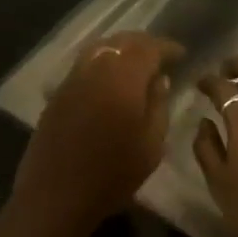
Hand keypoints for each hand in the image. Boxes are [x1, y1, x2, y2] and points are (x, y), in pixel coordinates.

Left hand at [10, 31, 183, 227]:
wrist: (56, 194)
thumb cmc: (112, 174)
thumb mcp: (151, 145)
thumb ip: (158, 105)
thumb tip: (160, 79)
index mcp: (122, 78)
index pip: (148, 48)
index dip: (166, 47)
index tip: (181, 54)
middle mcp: (95, 68)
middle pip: (122, 42)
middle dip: (144, 44)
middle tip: (161, 56)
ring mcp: (72, 78)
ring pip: (100, 48)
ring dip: (121, 49)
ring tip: (137, 63)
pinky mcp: (58, 92)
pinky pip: (85, 63)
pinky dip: (103, 61)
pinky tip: (111, 78)